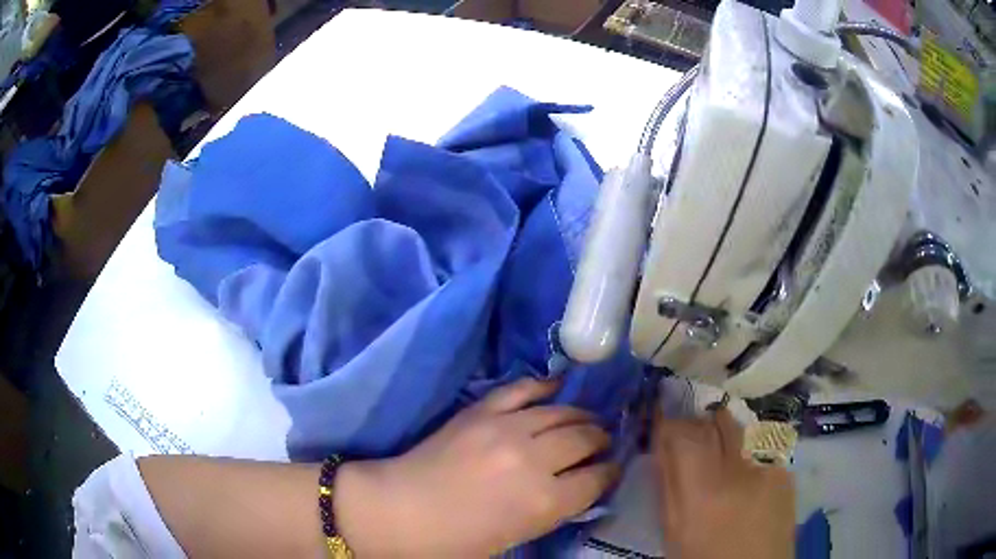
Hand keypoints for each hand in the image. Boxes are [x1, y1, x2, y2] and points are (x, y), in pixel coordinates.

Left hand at [334, 378, 618, 556]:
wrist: (400, 511)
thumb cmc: (457, 540)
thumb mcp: (517, 535)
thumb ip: (554, 510)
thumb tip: (580, 487)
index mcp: (545, 501)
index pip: (597, 478)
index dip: (610, 473)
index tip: (612, 469)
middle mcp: (535, 459)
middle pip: (585, 439)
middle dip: (601, 441)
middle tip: (602, 443)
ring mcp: (507, 429)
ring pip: (562, 412)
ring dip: (581, 416)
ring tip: (587, 421)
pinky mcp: (482, 411)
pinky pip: (521, 389)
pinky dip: (543, 386)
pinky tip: (557, 387)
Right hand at [652, 409, 794, 558]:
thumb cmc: (704, 557)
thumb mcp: (674, 530)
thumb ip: (668, 485)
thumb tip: (663, 446)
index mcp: (705, 490)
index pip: (685, 433)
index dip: (670, 425)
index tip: (663, 428)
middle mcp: (741, 469)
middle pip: (717, 421)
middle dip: (699, 425)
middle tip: (690, 441)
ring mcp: (768, 467)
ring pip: (740, 429)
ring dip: (724, 435)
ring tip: (719, 459)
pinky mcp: (786, 471)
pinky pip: (759, 447)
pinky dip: (746, 453)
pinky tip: (745, 477)